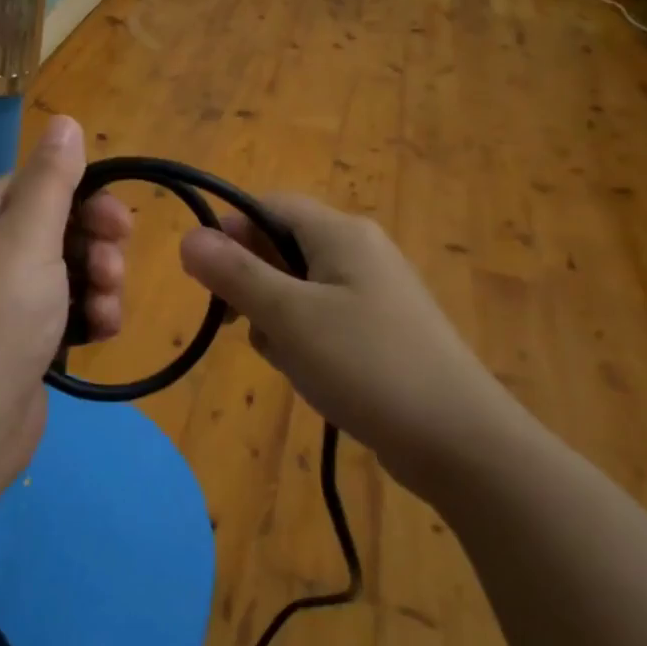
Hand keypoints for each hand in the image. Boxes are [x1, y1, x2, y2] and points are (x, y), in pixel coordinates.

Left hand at [0, 116, 131, 482]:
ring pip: (70, 270)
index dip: (85, 199)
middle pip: (60, 227)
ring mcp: (3, 300)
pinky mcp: (23, 340)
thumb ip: (52, 180)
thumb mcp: (27, 239)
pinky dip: (89, 316)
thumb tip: (65, 121)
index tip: (118, 223)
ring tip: (104, 309)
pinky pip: (67, 310)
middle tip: (112, 269)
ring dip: (99, 284)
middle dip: (96, 246)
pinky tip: (102, 332)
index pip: (38, 185)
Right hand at [179, 195, 523, 482]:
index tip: (207, 277)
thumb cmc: (366, 365)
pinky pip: (323, 318)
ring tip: (285, 357)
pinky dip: (303, 339)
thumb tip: (188, 236)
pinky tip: (308, 372)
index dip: (230, 232)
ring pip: (299, 287)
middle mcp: (361, 251)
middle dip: (252, 283)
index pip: (268, 206)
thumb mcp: (289, 317)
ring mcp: (375, 292)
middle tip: (244, 325)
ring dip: (276, 317)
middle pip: (282, 246)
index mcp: (341, 233)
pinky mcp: (382, 330)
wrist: (458, 440)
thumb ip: (235, 274)